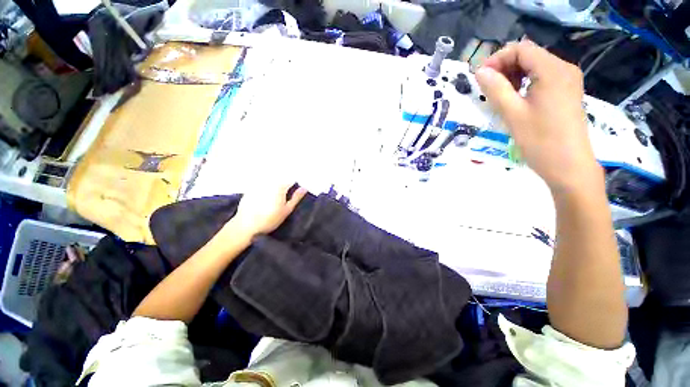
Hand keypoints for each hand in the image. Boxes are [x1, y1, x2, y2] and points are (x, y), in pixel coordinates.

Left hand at [231, 184, 307, 237]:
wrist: (246, 226)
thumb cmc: (270, 219)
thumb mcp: (287, 210)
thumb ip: (296, 197)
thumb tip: (304, 188)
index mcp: (280, 186)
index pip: (291, 180)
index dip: (295, 183)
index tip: (296, 188)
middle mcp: (269, 182)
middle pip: (280, 177)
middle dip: (284, 182)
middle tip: (286, 192)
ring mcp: (258, 184)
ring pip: (270, 179)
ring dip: (275, 183)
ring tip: (275, 194)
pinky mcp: (250, 188)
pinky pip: (260, 183)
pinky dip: (264, 187)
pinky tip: (264, 197)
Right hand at [475, 40, 603, 193]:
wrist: (569, 166)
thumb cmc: (540, 141)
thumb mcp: (513, 114)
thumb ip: (496, 89)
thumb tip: (480, 72)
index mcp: (553, 71)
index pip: (521, 49)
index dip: (497, 59)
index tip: (480, 78)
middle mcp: (564, 69)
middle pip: (529, 55)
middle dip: (504, 67)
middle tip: (487, 89)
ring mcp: (568, 81)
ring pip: (535, 66)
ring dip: (513, 76)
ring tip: (499, 96)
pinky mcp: (566, 92)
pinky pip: (542, 78)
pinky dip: (525, 83)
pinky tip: (516, 99)